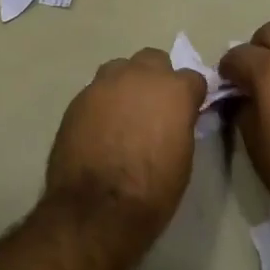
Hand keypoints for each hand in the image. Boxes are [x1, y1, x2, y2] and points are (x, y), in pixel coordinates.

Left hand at [44, 47, 207, 242]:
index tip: (187, 112)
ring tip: (124, 113)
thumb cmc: (152, 190)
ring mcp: (103, 85)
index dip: (191, 96)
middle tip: (154, 107)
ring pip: (120, 69)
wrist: (97, 208)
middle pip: (153, 60)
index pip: (192, 78)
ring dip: (126, 84)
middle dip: (157, 78)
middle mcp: (139, 76)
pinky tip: (100, 128)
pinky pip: (96, 91)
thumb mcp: (183, 156)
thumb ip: (180, 124)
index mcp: (174, 90)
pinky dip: (102, 104)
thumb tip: (174, 119)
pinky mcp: (76, 100)